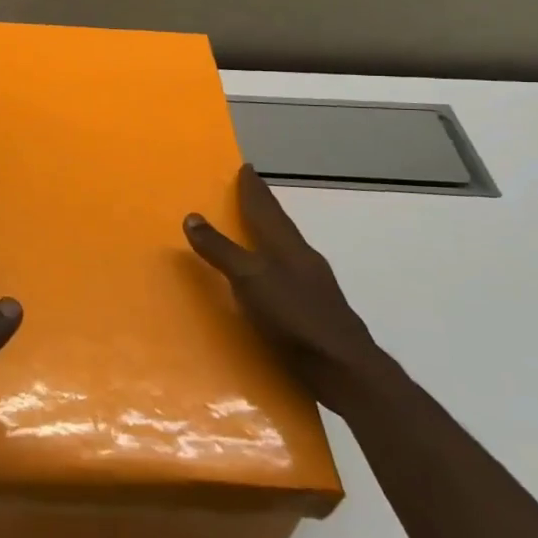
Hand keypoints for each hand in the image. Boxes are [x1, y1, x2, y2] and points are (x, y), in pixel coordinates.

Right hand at [184, 164, 378, 408]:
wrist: (345, 369)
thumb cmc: (294, 317)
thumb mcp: (249, 279)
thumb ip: (221, 249)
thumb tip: (192, 217)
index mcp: (288, 246)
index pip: (266, 208)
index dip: (254, 189)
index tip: (246, 168)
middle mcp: (303, 260)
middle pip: (279, 226)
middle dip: (263, 209)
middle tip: (247, 193)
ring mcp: (313, 286)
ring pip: (286, 250)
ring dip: (268, 237)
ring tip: (252, 232)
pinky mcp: (314, 312)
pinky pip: (287, 276)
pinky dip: (272, 267)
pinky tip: (266, 281)